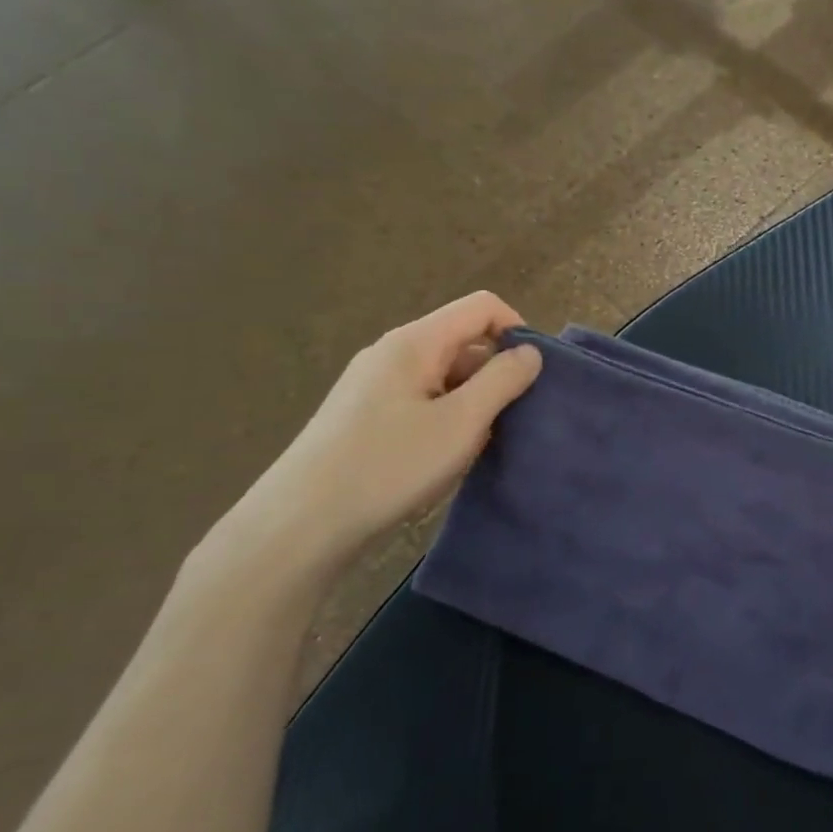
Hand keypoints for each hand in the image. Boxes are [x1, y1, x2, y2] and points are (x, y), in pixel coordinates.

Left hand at [232, 293, 542, 572]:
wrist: (299, 525)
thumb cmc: (389, 466)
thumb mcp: (461, 423)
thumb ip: (502, 381)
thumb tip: (530, 352)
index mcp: (416, 342)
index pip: (482, 306)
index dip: (517, 330)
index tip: (533, 375)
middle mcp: (392, 352)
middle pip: (463, 339)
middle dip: (496, 372)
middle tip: (511, 420)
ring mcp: (374, 383)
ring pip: (444, 374)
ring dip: (472, 400)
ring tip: (478, 446)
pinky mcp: (364, 414)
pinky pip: (422, 398)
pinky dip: (446, 417)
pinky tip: (444, 457)